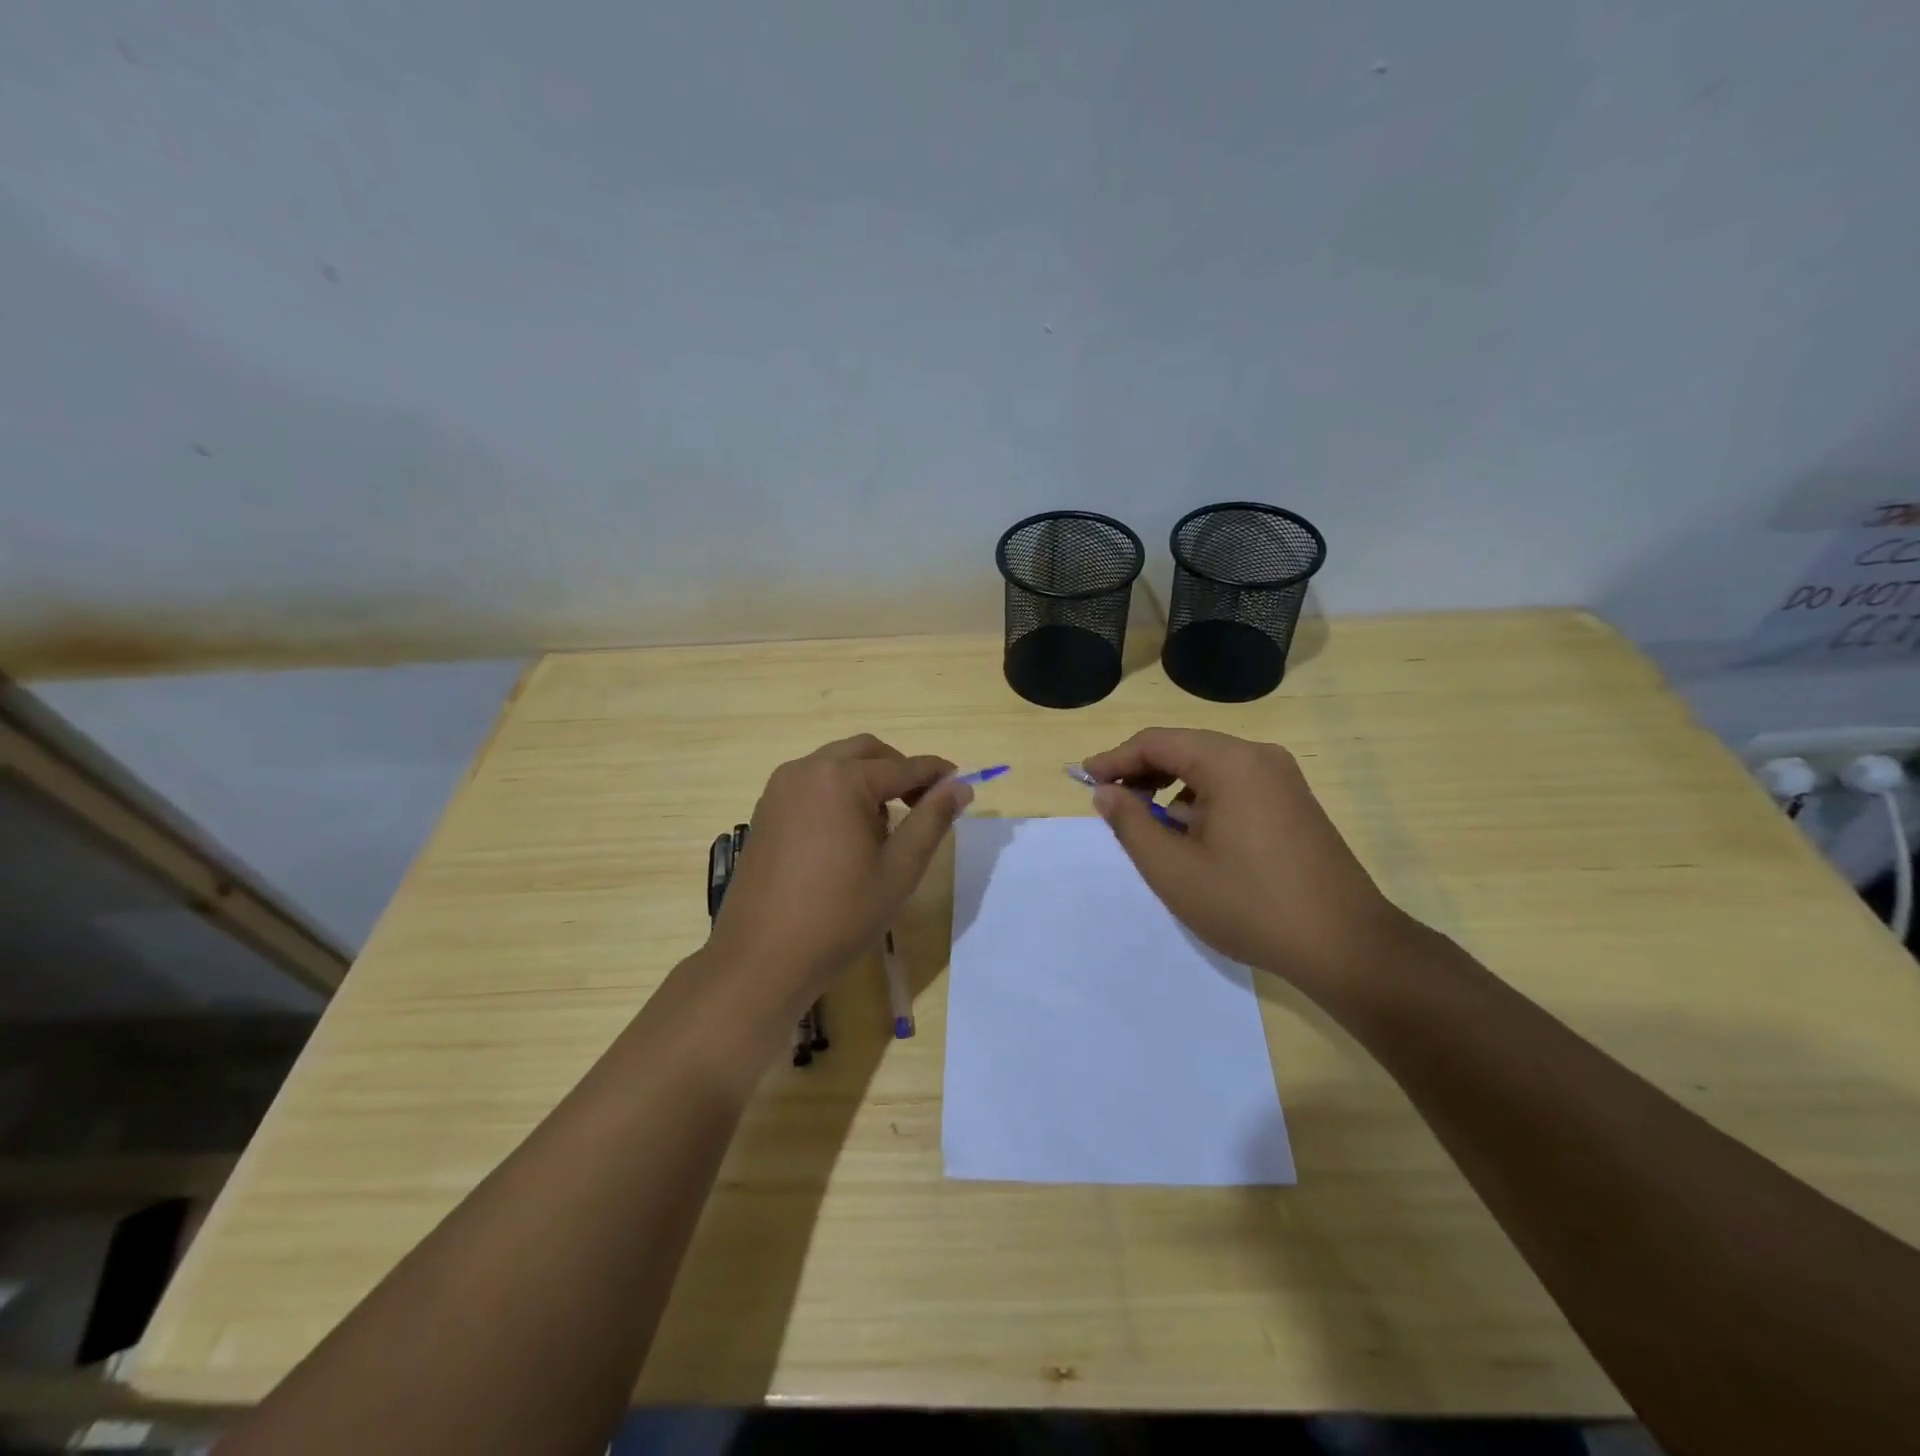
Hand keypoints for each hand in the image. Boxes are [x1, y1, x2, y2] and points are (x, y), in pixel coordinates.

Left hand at [706, 734, 972, 1021]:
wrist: (763, 958)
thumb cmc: (840, 915)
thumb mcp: (899, 869)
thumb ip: (932, 820)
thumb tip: (960, 786)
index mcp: (842, 779)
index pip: (903, 766)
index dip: (935, 773)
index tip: (960, 783)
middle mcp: (807, 770)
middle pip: (866, 752)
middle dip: (899, 770)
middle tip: (923, 803)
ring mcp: (780, 788)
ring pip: (836, 764)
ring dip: (867, 779)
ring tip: (884, 827)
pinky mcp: (765, 810)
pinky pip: (812, 783)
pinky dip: (838, 792)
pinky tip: (846, 835)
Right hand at [1080, 727, 1415, 989]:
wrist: (1345, 945)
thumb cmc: (1249, 904)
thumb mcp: (1173, 869)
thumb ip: (1130, 824)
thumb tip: (1106, 792)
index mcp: (1230, 762)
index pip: (1156, 742)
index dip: (1115, 759)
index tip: (1084, 780)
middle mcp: (1259, 757)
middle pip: (1184, 749)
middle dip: (1142, 773)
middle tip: (1111, 803)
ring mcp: (1283, 779)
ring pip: (1210, 769)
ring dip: (1172, 789)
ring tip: (1149, 827)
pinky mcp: (1295, 804)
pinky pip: (1235, 787)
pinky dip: (1202, 801)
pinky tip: (1194, 838)